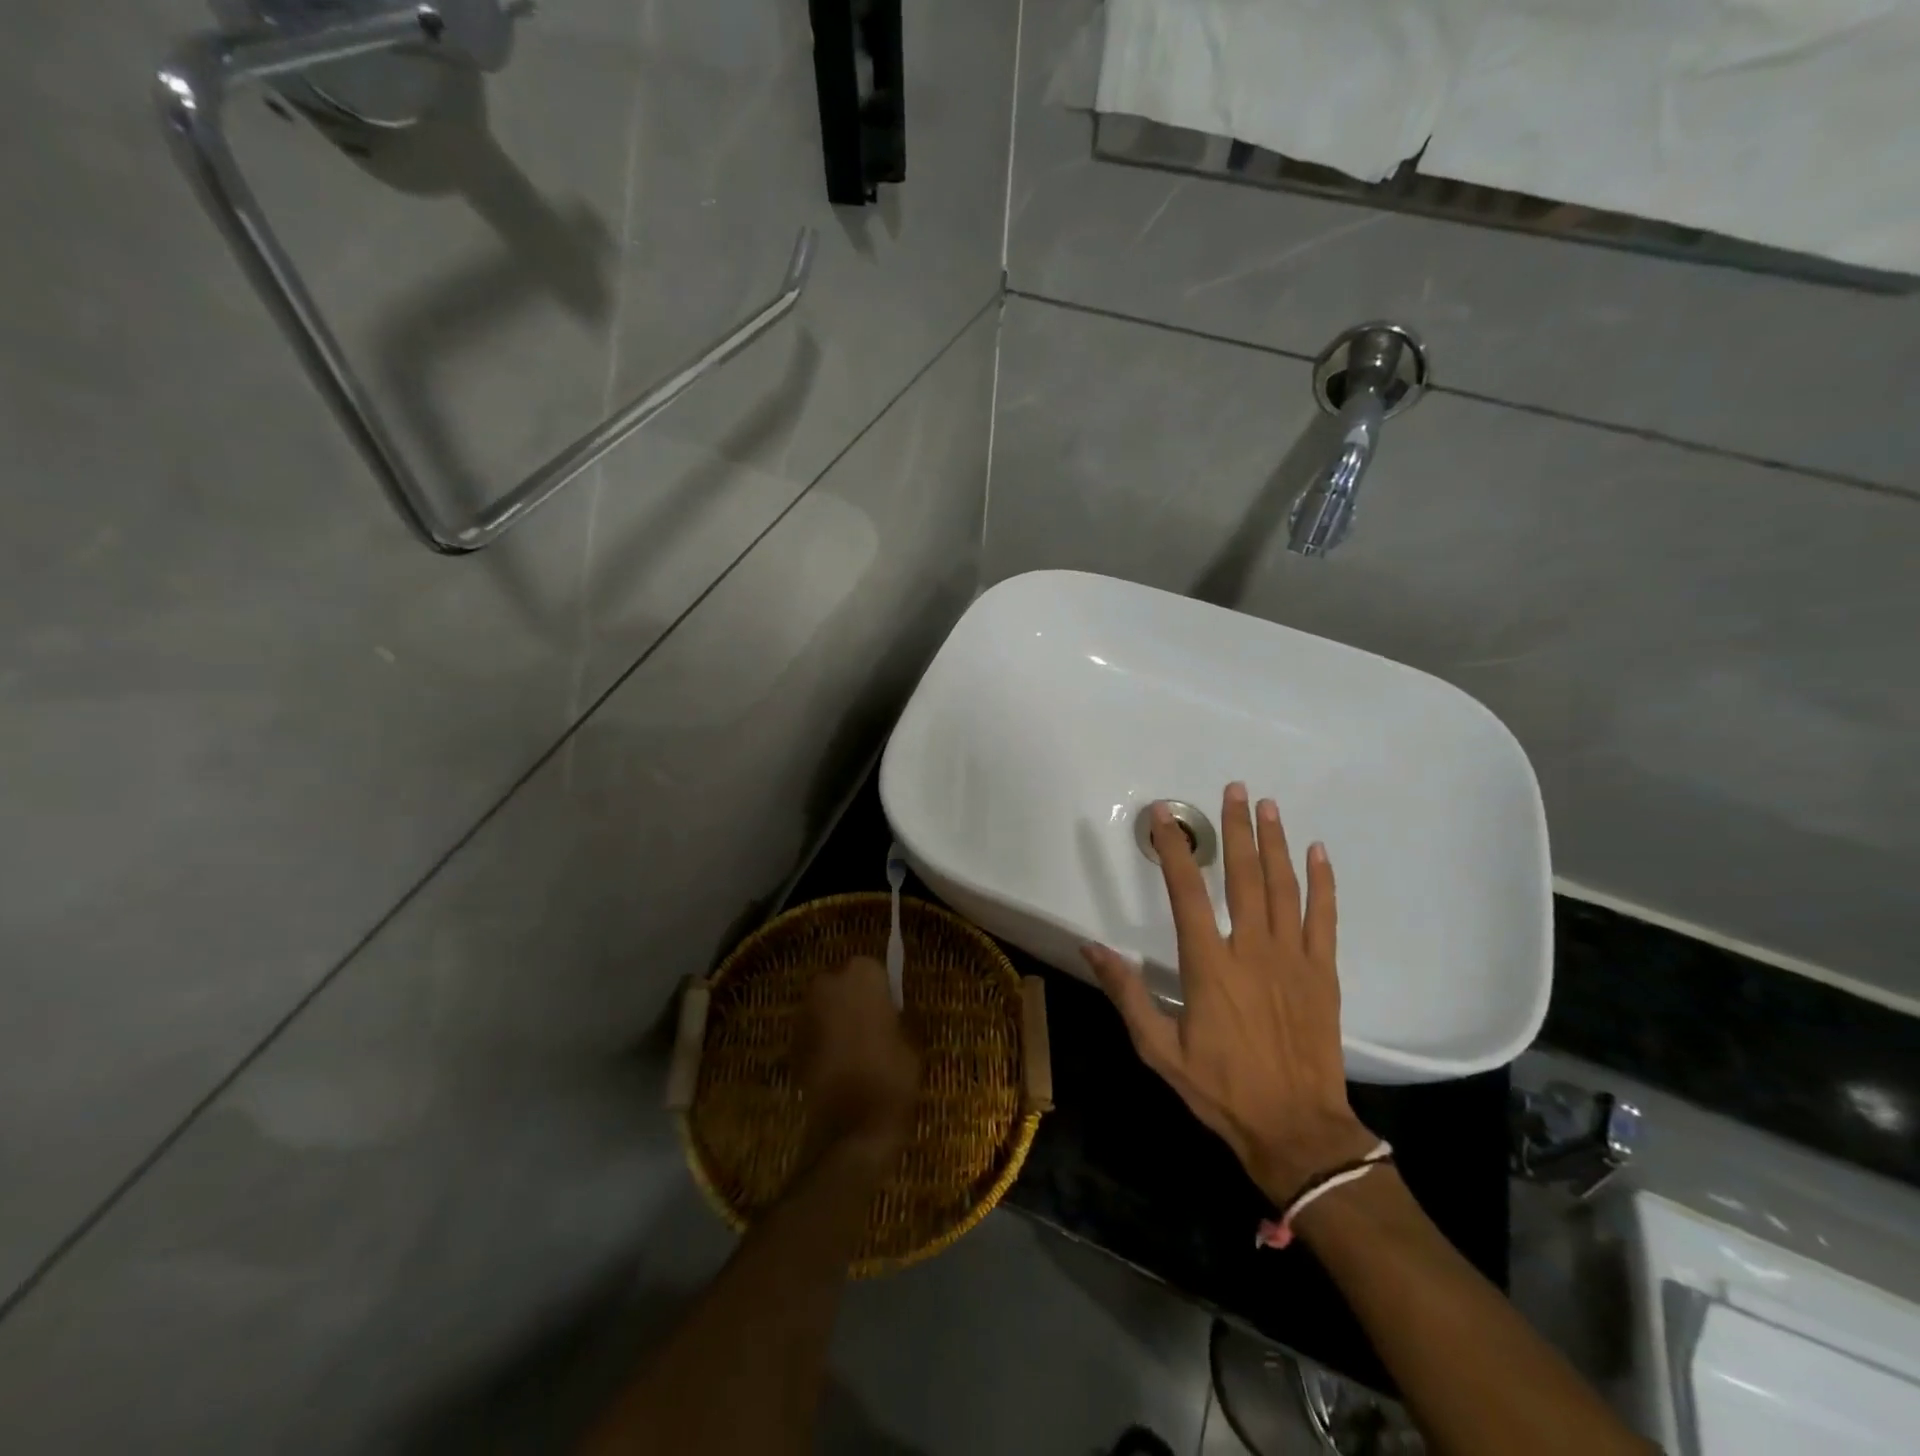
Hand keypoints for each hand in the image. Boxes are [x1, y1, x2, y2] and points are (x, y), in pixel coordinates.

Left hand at [793, 956, 920, 1167]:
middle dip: (854, 1000)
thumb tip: (893, 1011)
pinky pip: (814, 1030)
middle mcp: (829, 983)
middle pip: (844, 984)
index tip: (891, 1010)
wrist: (852, 1126)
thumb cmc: (891, 1074)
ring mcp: (806, 1011)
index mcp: (862, 974)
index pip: (873, 969)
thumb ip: (898, 1015)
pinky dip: (824, 1040)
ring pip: (826, 1006)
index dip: (882, 990)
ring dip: (837, 1019)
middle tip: (873, 1025)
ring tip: (856, 1047)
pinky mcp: (793, 1040)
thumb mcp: (911, 1039)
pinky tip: (840, 1063)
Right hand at [1082, 784, 1375, 1200]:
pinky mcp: (1323, 973)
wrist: (1296, 1130)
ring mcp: (1292, 958)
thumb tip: (1090, 947)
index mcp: (1209, 966)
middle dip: (1238, 829)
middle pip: (1244, 876)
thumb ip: (1125, 993)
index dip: (1175, 850)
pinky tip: (1317, 852)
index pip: (1187, 893)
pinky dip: (1322, 882)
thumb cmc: (1221, 1089)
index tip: (1166, 816)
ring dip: (1275, 842)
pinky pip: (1323, 917)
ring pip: (1284, 887)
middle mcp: (1251, 950)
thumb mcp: (1158, 1049)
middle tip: (1235, 789)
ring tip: (1268, 806)